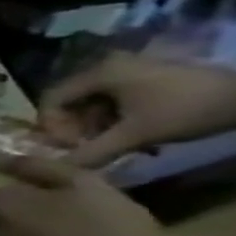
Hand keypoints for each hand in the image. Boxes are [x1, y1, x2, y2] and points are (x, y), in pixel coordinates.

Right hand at [39, 54, 235, 167]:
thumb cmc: (184, 111)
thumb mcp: (135, 135)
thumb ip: (92, 152)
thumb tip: (59, 169)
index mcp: (99, 73)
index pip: (52, 99)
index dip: (51, 125)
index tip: (69, 145)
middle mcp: (108, 66)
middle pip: (72, 100)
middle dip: (75, 127)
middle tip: (88, 147)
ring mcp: (131, 69)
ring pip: (94, 101)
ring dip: (96, 125)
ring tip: (114, 144)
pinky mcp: (148, 77)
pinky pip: (114, 98)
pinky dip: (115, 118)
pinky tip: (131, 134)